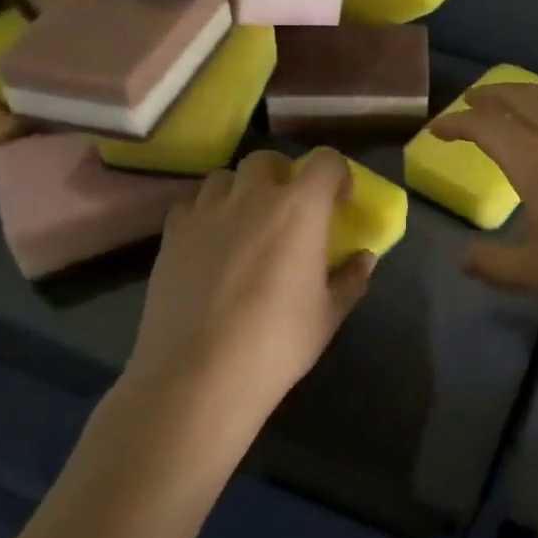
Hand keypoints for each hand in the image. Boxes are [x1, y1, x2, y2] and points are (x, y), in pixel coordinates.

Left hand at [127, 149, 374, 420]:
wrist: (198, 376)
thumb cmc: (276, 343)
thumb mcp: (328, 315)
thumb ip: (351, 279)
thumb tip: (365, 258)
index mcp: (299, 209)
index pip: (325, 161)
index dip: (337, 174)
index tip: (339, 203)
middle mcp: (252, 197)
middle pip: (268, 160)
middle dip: (283, 175)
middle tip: (289, 209)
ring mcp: (206, 213)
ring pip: (225, 177)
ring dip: (241, 190)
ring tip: (245, 223)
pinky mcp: (172, 235)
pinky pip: (191, 205)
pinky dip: (206, 212)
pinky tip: (210, 243)